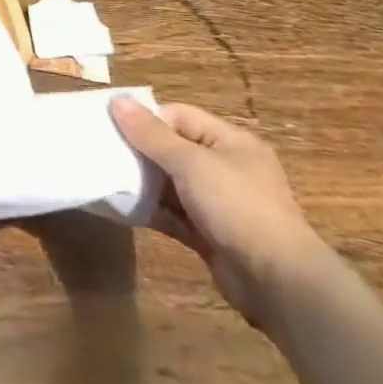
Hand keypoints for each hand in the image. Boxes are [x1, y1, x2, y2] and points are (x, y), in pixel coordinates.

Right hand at [109, 98, 334, 330]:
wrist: (279, 283)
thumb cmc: (237, 207)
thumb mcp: (191, 163)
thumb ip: (151, 134)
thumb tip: (117, 100)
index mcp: (231, 143)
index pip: (179, 116)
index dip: (146, 118)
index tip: (111, 126)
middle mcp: (226, 168)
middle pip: (172, 148)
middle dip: (139, 150)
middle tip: (103, 151)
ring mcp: (218, 203)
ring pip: (169, 183)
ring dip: (141, 182)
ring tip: (105, 177)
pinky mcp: (208, 233)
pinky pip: (172, 213)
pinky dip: (149, 209)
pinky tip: (120, 207)